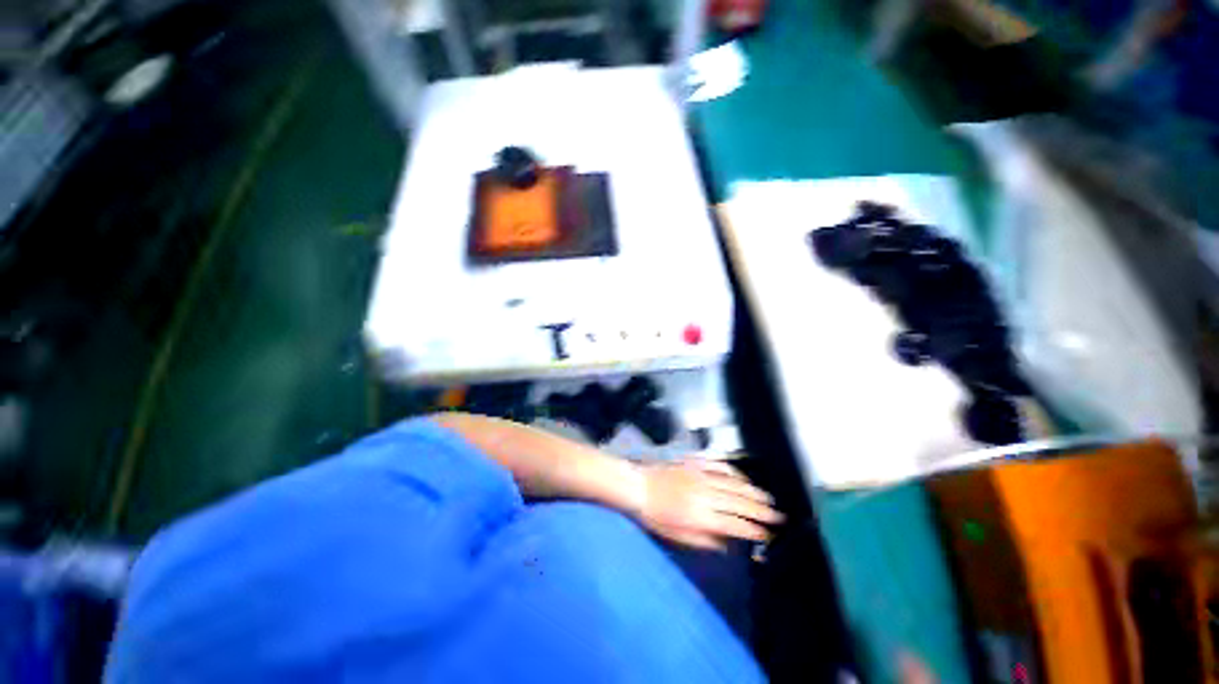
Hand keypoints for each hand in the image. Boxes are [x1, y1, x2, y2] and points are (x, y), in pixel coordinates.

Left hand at [637, 460, 782, 550]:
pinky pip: (720, 465)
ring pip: (734, 484)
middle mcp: (706, 495)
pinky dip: (735, 471)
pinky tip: (743, 477)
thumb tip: (728, 544)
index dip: (754, 531)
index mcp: (701, 517)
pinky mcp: (695, 463)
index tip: (768, 535)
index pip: (735, 525)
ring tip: (768, 499)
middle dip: (762, 511)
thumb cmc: (657, 516)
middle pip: (740, 503)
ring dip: (753, 491)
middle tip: (778, 516)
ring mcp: (702, 476)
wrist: (639, 486)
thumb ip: (705, 541)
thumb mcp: (678, 537)